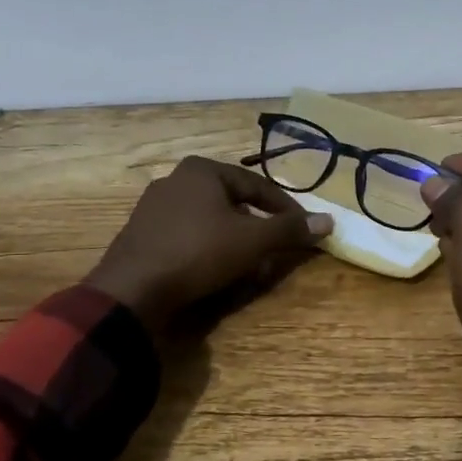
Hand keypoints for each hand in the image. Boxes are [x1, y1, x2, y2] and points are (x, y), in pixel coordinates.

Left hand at [84, 156, 332, 332]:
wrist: (131, 290)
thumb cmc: (198, 253)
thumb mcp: (252, 241)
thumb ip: (289, 229)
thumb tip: (329, 221)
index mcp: (202, 170)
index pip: (257, 185)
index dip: (286, 209)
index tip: (305, 230)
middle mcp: (175, 180)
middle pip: (233, 202)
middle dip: (258, 227)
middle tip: (277, 249)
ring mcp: (153, 208)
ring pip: (210, 221)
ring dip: (235, 241)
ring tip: (250, 264)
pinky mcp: (142, 235)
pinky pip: (187, 237)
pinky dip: (208, 250)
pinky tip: (216, 272)